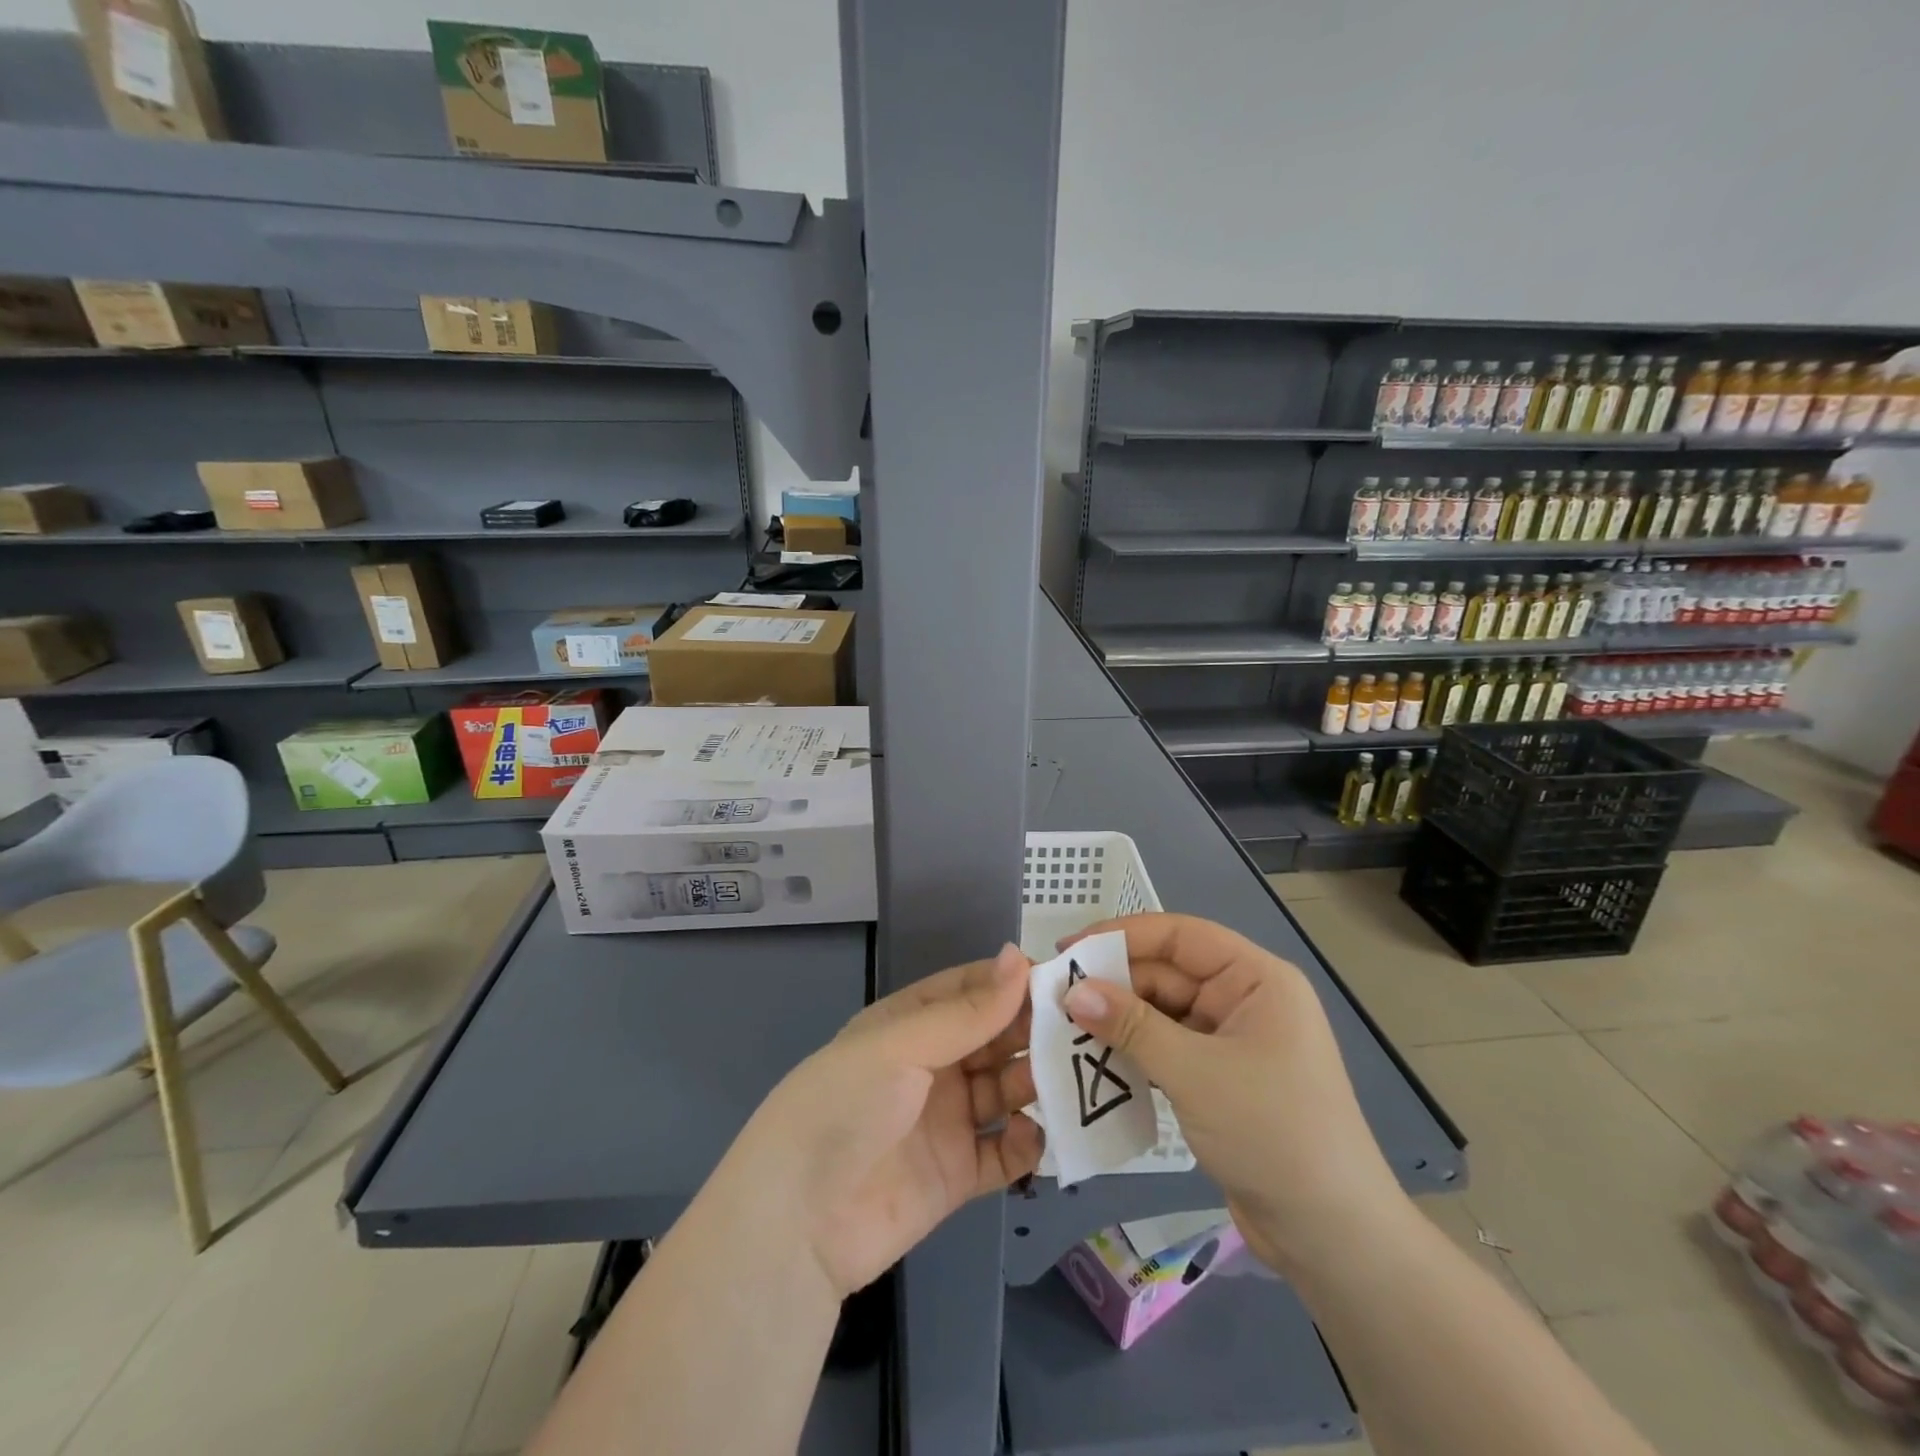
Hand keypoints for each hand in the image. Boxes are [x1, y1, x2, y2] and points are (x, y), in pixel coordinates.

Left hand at [717, 944, 1042, 1299]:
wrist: (797, 1222)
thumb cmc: (845, 1106)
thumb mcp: (902, 1046)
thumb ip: (967, 1011)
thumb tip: (1019, 956)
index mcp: (910, 1026)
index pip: (970, 991)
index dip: (1013, 983)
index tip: (1064, 980)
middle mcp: (931, 1067)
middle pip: (994, 1040)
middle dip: (1034, 1034)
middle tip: (1085, 1032)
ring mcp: (945, 1122)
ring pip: (1005, 1093)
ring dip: (1038, 1086)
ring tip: (1075, 1083)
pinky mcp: (955, 1175)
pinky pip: (1003, 1153)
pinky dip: (1026, 1144)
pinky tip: (1039, 1137)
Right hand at [1059, 913, 1408, 1273]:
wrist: (1332, 1237)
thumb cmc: (1273, 1134)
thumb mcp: (1195, 1073)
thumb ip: (1131, 1027)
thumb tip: (1072, 991)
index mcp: (1256, 979)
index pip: (1179, 936)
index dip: (1121, 935)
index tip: (1068, 949)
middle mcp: (1245, 999)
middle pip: (1168, 973)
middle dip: (1114, 984)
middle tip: (1055, 996)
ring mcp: (1232, 1041)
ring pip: (1162, 1012)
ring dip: (1119, 1021)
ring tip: (1065, 1029)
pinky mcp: (1220, 1078)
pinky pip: (1167, 1048)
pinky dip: (1134, 1052)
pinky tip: (1096, 1061)